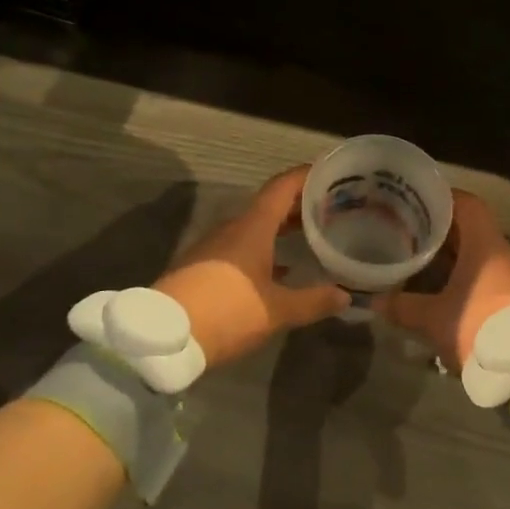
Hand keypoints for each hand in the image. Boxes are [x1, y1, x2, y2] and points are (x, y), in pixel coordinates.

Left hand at [154, 167, 349, 366]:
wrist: (163, 337)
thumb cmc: (226, 312)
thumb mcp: (276, 311)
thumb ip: (313, 301)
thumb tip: (346, 296)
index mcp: (252, 227)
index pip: (282, 187)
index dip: (306, 176)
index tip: (330, 171)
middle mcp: (233, 228)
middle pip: (270, 205)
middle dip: (300, 204)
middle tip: (332, 206)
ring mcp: (215, 247)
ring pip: (256, 227)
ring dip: (283, 227)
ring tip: (313, 234)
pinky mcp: (205, 266)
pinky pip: (243, 247)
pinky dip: (267, 249)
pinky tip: (283, 269)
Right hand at [374, 190, 509, 369]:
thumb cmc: (477, 326)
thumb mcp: (433, 318)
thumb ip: (402, 306)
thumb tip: (375, 300)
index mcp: (485, 245)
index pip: (468, 204)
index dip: (443, 198)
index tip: (417, 201)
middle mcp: (502, 253)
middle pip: (470, 229)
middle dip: (439, 229)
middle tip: (408, 230)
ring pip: (476, 254)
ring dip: (450, 255)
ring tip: (418, 257)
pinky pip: (483, 275)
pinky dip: (461, 275)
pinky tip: (438, 287)